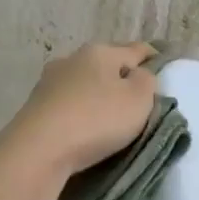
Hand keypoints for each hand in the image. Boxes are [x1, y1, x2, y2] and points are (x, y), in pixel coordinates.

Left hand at [0, 42, 159, 178]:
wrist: (38, 150)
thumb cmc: (95, 120)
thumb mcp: (138, 100)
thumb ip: (146, 81)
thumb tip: (137, 75)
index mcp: (99, 51)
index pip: (135, 49)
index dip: (153, 57)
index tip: (163, 66)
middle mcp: (71, 59)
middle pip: (106, 64)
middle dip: (122, 78)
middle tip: (138, 99)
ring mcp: (49, 82)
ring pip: (83, 84)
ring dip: (97, 95)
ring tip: (110, 116)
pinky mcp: (35, 106)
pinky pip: (67, 104)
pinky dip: (79, 111)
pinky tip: (84, 126)